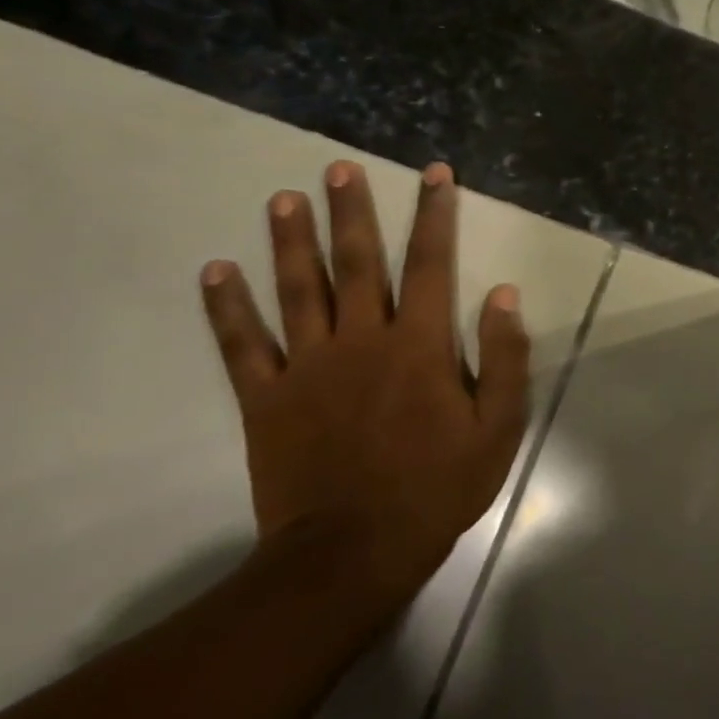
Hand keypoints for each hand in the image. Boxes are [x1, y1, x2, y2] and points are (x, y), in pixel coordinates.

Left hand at [199, 160, 529, 603]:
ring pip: (296, 291)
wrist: (355, 549)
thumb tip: (504, 293)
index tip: (434, 175)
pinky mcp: (266, 399)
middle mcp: (362, 341)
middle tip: (337, 169)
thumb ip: (503, 356)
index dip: (434, 215)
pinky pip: (241, 345)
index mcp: (421, 346)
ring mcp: (307, 367)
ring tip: (282, 199)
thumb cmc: (439, 484)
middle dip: (351, 212)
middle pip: (356, 264)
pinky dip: (226, 307)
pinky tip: (215, 271)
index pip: (431, 264)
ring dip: (289, 242)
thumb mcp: (499, 425)